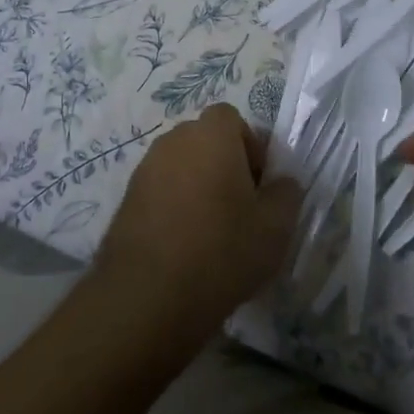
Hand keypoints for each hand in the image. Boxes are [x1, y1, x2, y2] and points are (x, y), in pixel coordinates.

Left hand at [96, 104, 302, 340]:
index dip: (250, 146)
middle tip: (239, 208)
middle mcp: (174, 141)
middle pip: (205, 140)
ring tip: (211, 232)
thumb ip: (286, 194)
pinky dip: (174, 206)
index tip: (257, 185)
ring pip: (181, 166)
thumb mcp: (276, 227)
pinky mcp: (126, 198)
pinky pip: (160, 189)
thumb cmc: (222, 251)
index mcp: (211, 136)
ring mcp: (145, 169)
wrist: (148, 295)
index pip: (231, 118)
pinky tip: (183, 245)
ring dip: (198, 186)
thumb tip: (281, 182)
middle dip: (224, 165)